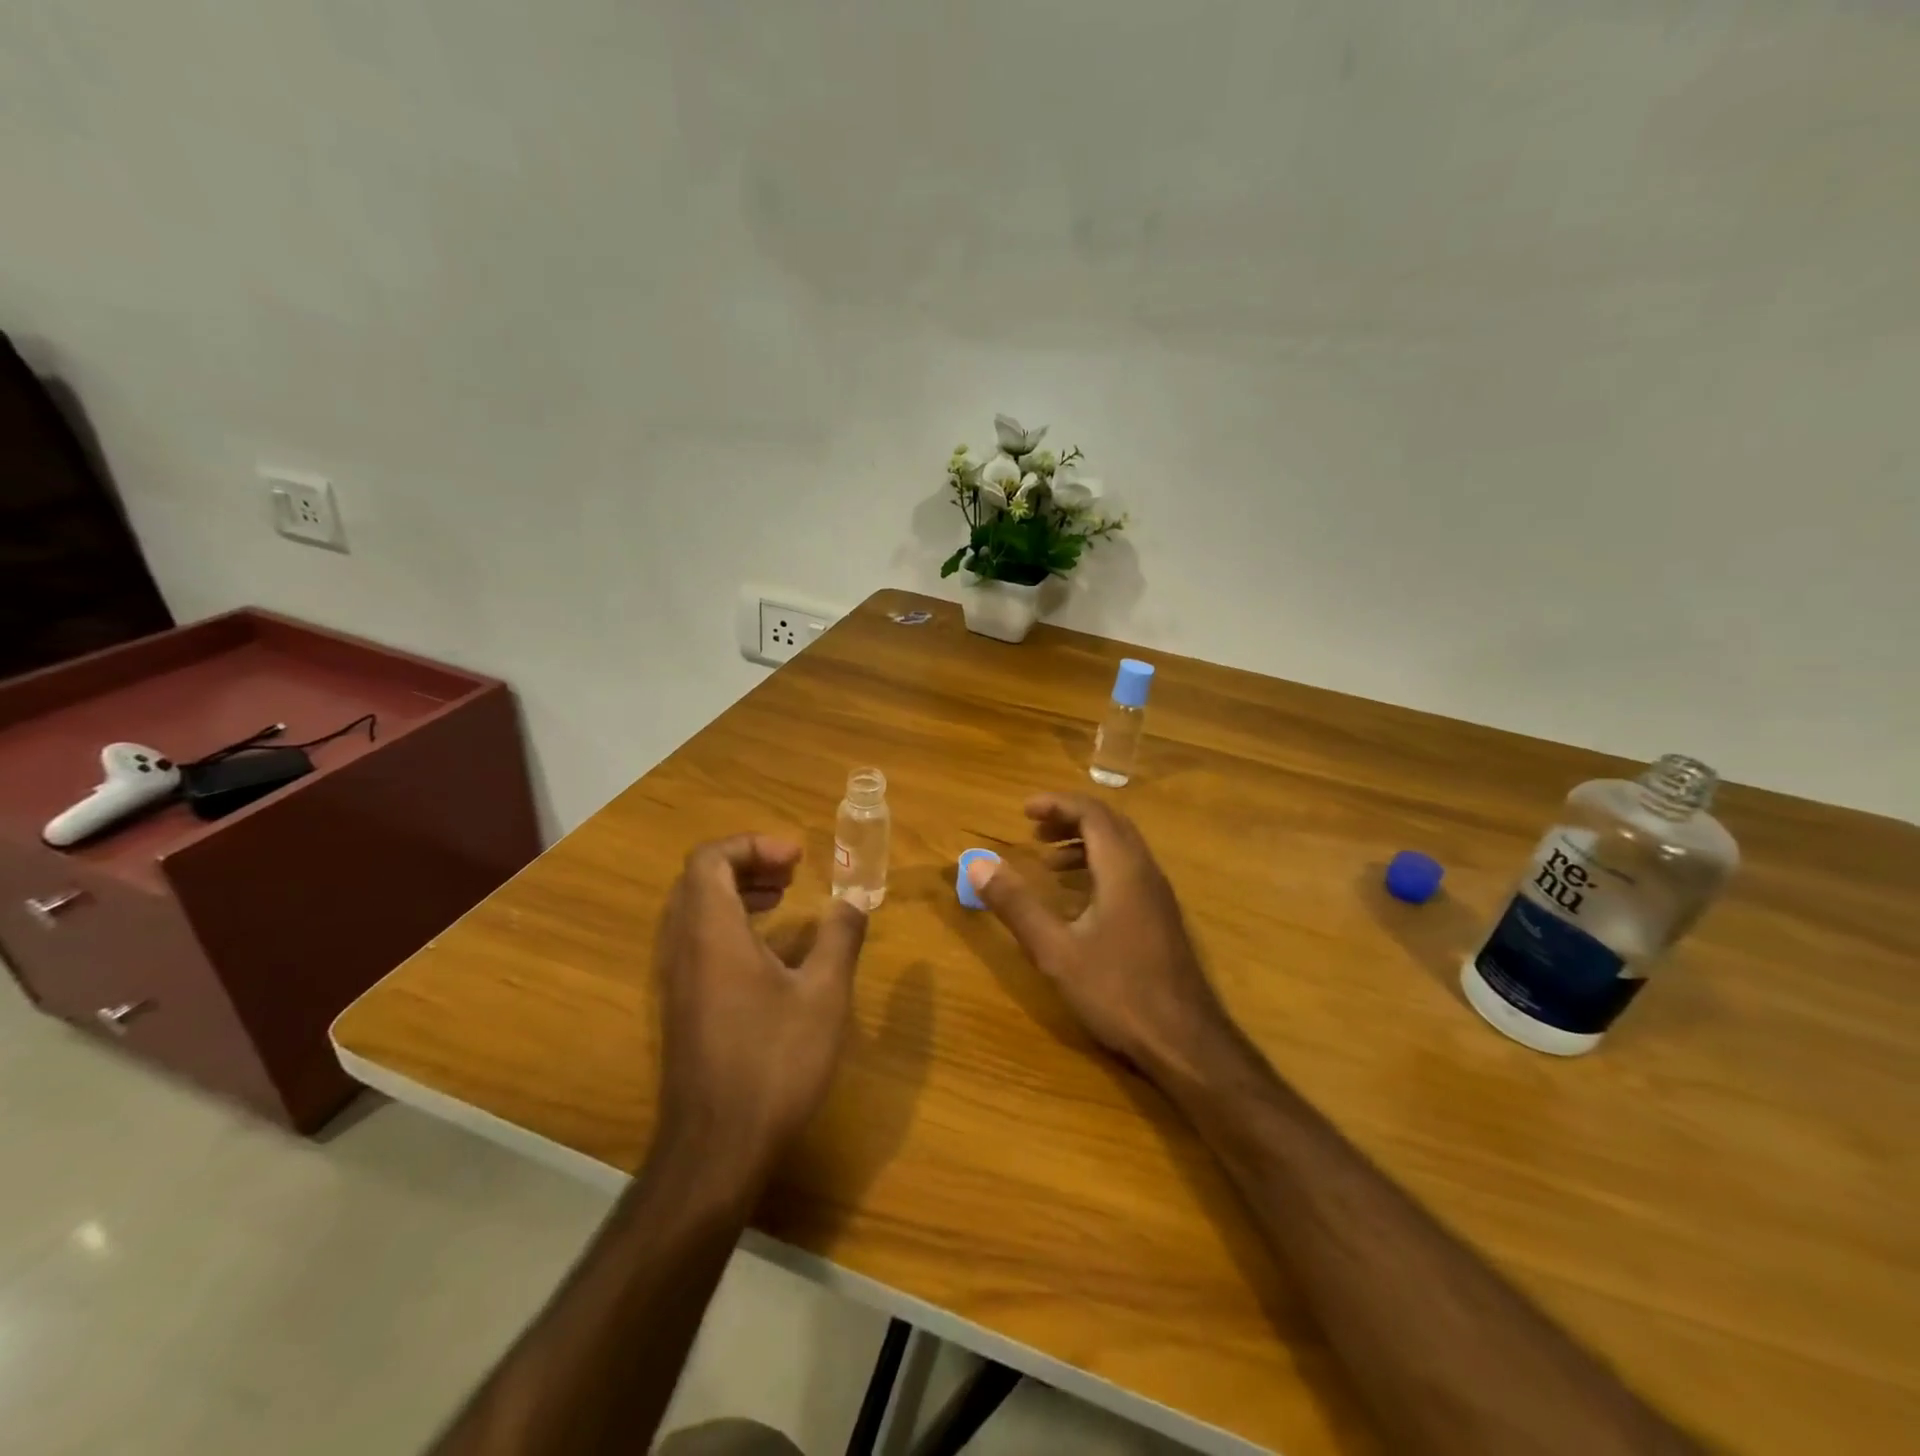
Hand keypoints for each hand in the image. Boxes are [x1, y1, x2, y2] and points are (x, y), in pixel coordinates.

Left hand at [654, 835, 868, 1180]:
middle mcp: (683, 948)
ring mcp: (676, 979)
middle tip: (792, 871)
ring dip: (738, 892)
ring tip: (784, 898)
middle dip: (748, 863)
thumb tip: (855, 899)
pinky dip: (730, 924)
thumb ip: (840, 937)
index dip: (753, 845)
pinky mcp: (680, 1006)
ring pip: (696, 910)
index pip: (710, 859)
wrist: (716, 1149)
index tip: (797, 859)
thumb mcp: (823, 995)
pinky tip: (770, 950)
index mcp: (712, 933)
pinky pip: (697, 940)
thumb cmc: (773, 1062)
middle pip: (700, 879)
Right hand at [967, 794, 1242, 1080]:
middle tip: (1034, 831)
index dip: (1057, 804)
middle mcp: (1145, 872)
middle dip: (1070, 819)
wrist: (1185, 1042)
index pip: (1092, 813)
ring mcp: (1158, 895)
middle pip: (1110, 824)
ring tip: (1049, 862)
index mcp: (1123, 869)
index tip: (1024, 811)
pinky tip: (1078, 900)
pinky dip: (1099, 867)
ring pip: (1122, 849)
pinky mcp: (1162, 918)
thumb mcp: (1055, 950)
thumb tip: (977, 863)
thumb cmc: (1117, 991)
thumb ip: (1016, 905)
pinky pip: (1129, 871)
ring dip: (1085, 844)